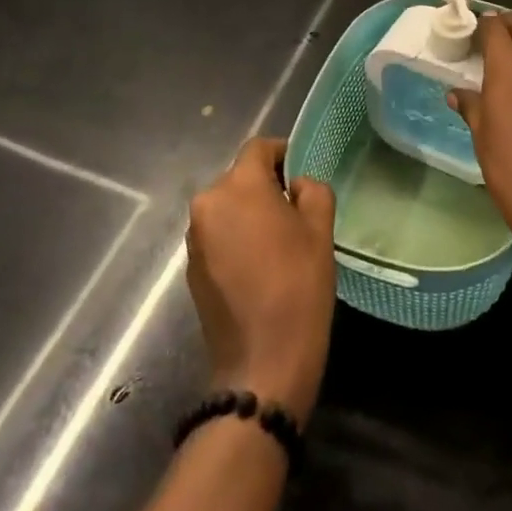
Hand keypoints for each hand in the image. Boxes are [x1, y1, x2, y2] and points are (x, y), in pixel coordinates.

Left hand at [186, 138, 335, 423]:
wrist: (262, 363)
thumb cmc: (298, 286)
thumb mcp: (320, 229)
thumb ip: (312, 190)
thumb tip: (296, 186)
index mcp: (238, 186)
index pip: (259, 148)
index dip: (283, 153)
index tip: (302, 175)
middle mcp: (207, 204)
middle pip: (240, 178)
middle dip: (267, 187)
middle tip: (297, 211)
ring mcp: (194, 238)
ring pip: (228, 207)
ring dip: (250, 214)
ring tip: (279, 241)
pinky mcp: (191, 268)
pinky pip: (218, 235)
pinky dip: (237, 238)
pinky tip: (259, 266)